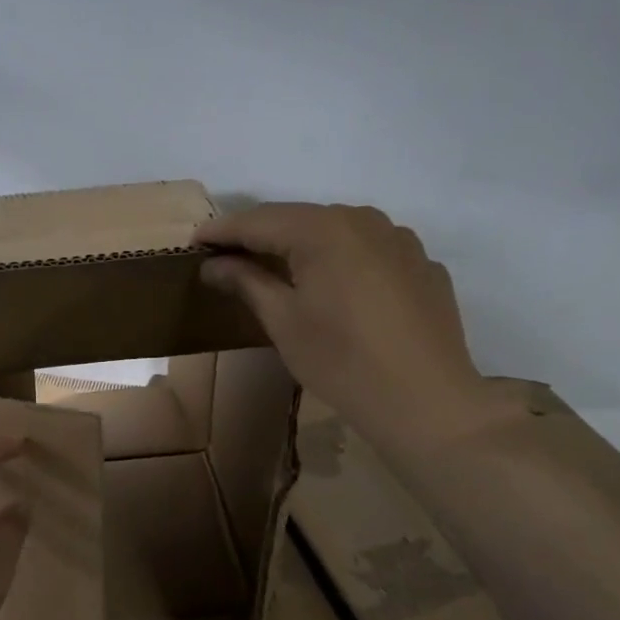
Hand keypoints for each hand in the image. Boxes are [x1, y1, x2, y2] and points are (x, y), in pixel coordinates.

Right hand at [196, 203, 515, 456]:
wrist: (425, 400)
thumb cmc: (340, 360)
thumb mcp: (283, 321)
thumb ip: (246, 282)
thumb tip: (213, 263)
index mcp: (323, 230)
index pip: (260, 220)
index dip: (223, 230)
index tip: (195, 241)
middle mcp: (364, 220)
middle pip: (300, 219)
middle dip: (261, 234)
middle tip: (229, 255)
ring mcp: (400, 240)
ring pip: (338, 231)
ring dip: (303, 243)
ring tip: (278, 267)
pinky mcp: (423, 265)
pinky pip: (370, 250)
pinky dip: (342, 260)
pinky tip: (335, 287)